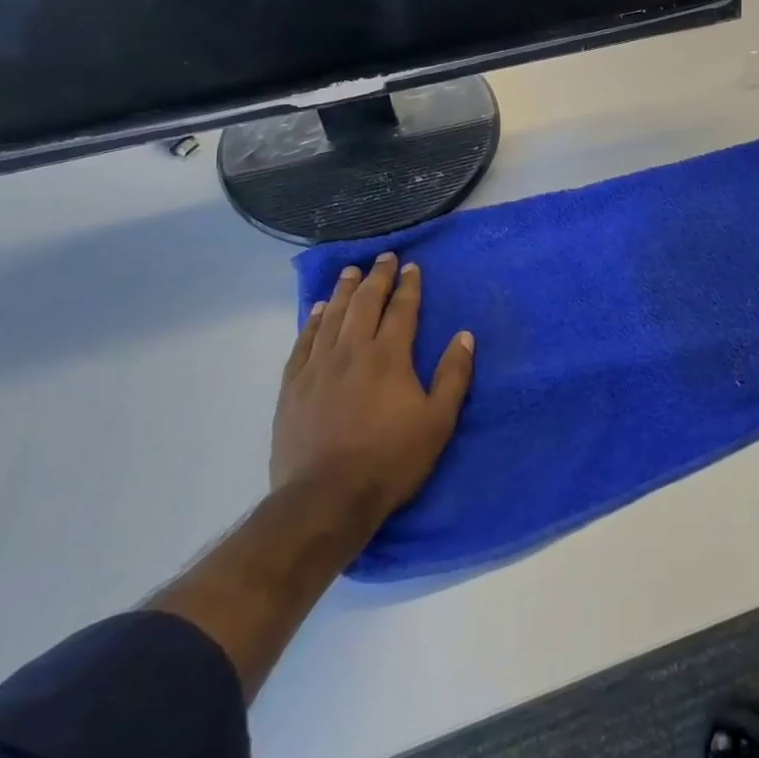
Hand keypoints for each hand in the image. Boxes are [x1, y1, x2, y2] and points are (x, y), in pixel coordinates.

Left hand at [271, 251, 474, 531]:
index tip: (411, 267)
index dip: (408, 286)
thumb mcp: (438, 421)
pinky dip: (313, 321)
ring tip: (350, 271)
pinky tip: (318, 310)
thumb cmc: (390, 460)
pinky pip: (304, 342)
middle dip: (377, 277)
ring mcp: (318, 366)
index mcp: (389, 356)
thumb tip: (464, 336)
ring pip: (333, 316)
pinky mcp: (293, 386)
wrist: (325, 499)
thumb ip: (454, 375)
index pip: (401, 309)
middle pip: (365, 303)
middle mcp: (352, 351)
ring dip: (344, 290)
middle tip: (383, 258)